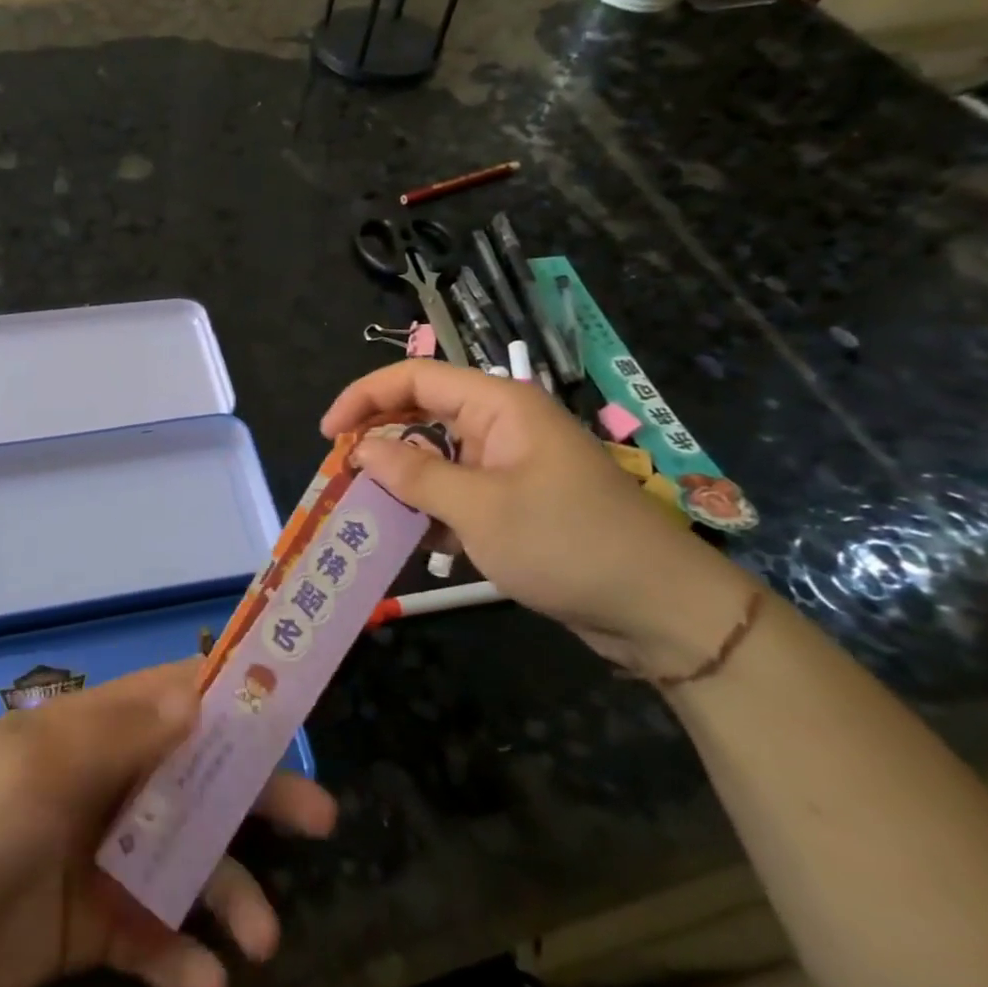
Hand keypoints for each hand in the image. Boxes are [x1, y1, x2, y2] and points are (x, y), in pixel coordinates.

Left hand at [0, 660, 335, 986]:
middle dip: (256, 798)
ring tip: (260, 940)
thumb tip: (201, 691)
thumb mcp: (43, 764)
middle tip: (319, 822)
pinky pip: (152, 937)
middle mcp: (106, 786)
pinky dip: (182, 956)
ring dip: (229, 894)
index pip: (174, 698)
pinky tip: (205, 982)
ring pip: (185, 864)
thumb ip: (125, 731)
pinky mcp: (90, 930)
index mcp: (93, 732)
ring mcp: (99, 859)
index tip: (292, 708)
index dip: (231, 696)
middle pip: (197, 780)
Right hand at [322, 360, 744, 674]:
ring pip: (435, 456)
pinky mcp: (513, 501)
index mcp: (499, 405)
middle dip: (378, 439)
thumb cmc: (568, 544)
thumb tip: (361, 449)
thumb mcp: (480, 509)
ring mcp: (508, 464)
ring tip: (365, 511)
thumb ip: (414, 475)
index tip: (328, 434)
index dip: (364, 397)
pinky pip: (455, 491)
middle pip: (421, 414)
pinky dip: (428, 510)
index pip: (415, 378)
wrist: (659, 609)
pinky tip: (410, 539)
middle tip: (341, 476)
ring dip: (400, 480)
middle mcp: (501, 425)